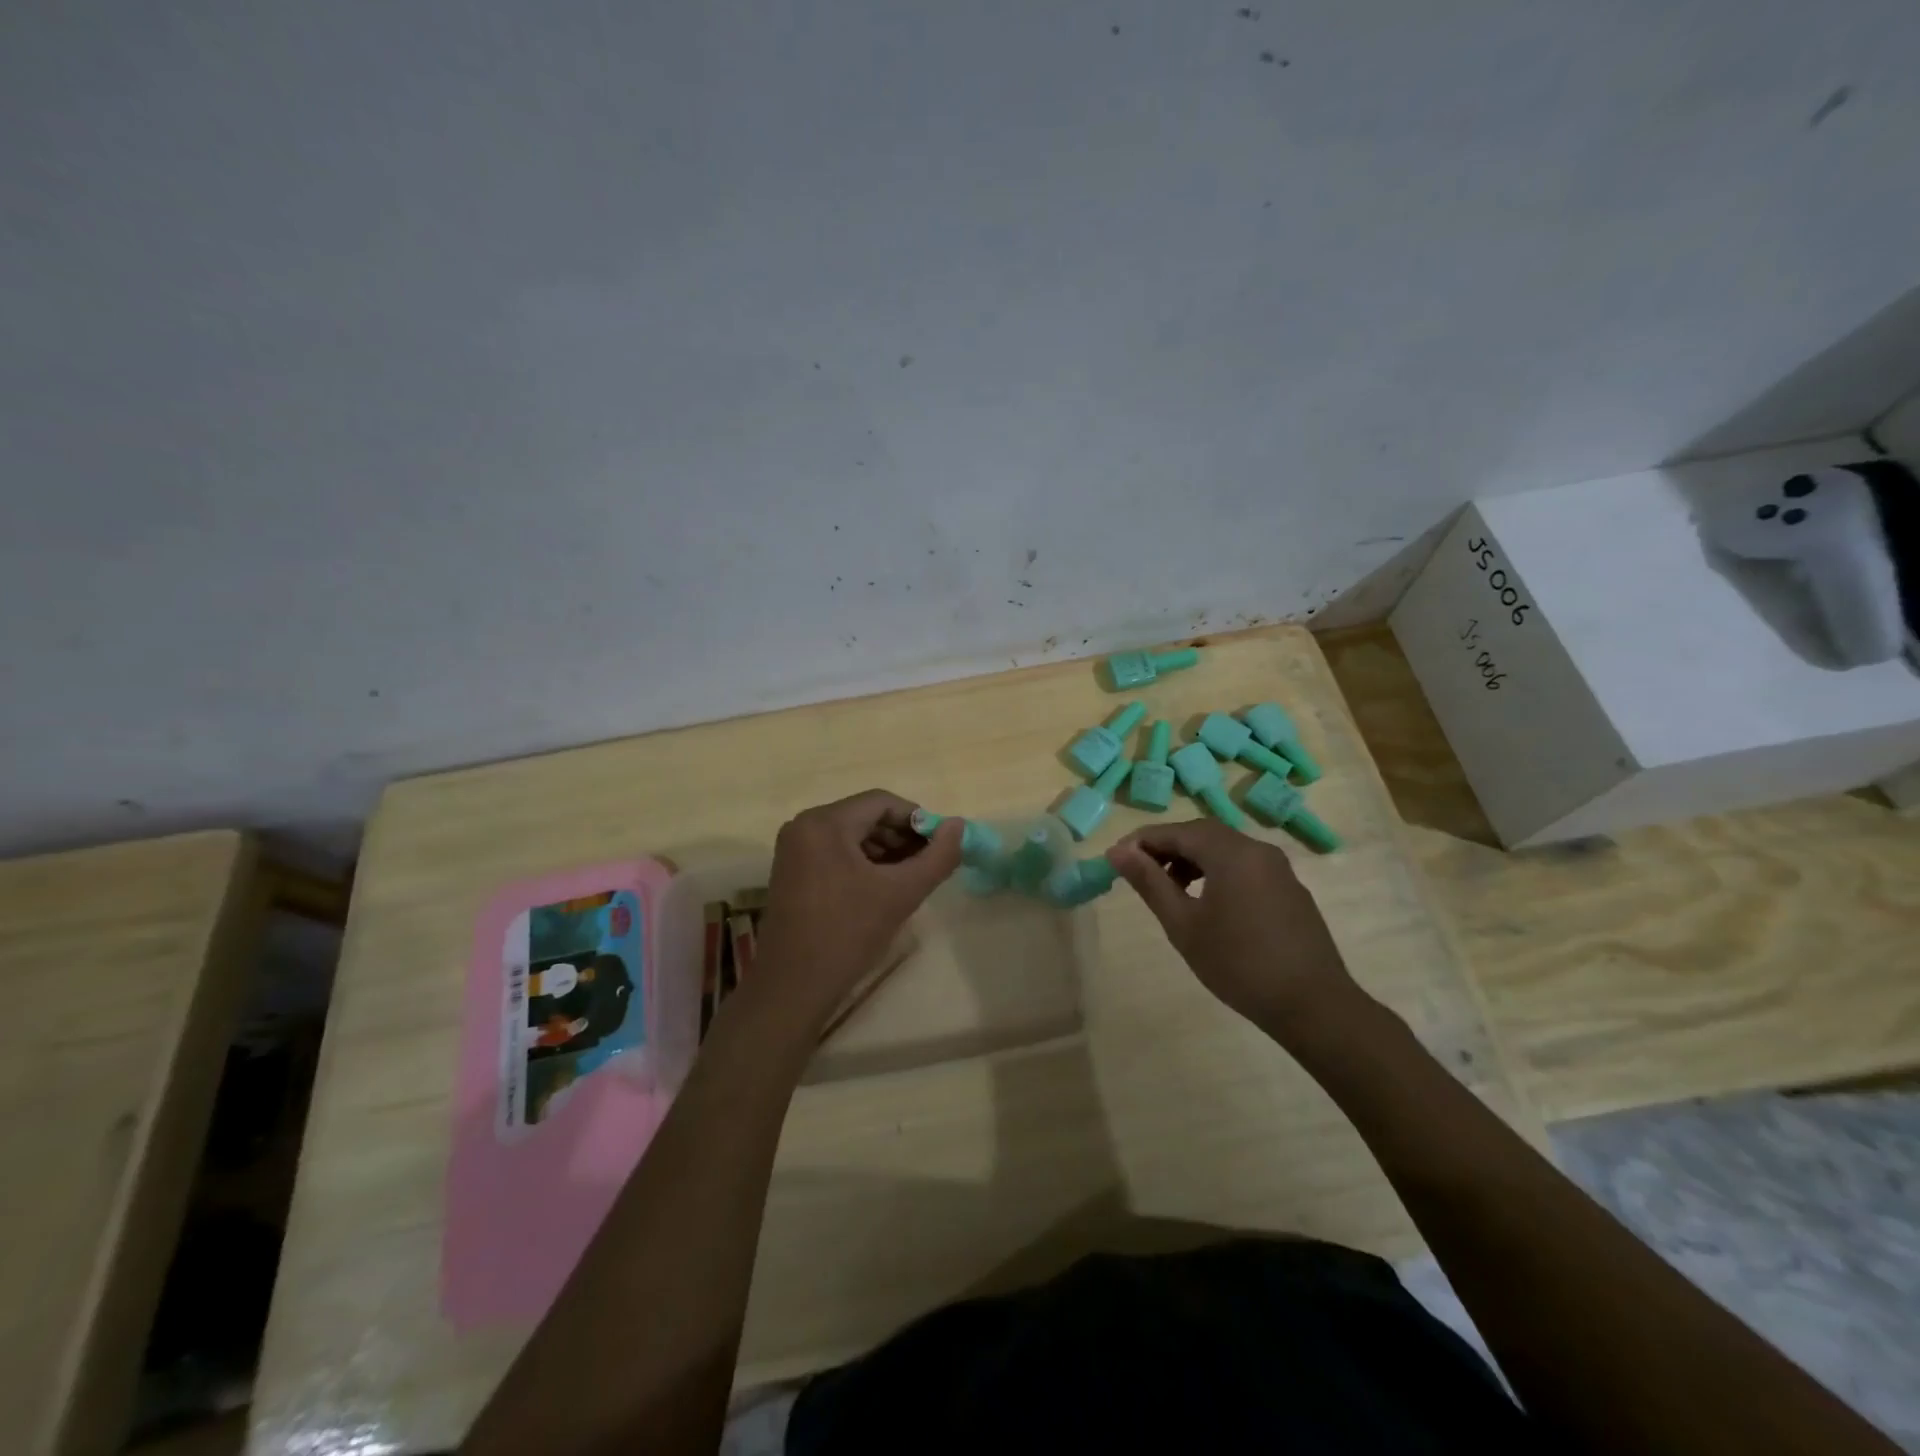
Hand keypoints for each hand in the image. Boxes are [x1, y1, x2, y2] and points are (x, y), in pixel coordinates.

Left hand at [750, 790, 962, 1028]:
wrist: (793, 987)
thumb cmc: (847, 934)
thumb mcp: (901, 893)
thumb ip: (937, 857)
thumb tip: (958, 826)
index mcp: (825, 823)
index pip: (882, 802)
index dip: (916, 819)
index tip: (939, 845)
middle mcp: (804, 826)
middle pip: (865, 817)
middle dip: (901, 837)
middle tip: (928, 863)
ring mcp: (794, 849)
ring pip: (851, 835)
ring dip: (884, 851)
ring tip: (910, 878)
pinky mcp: (791, 871)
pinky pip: (835, 852)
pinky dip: (862, 863)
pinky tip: (882, 888)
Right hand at [1107, 819, 1366, 1037]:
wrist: (1313, 1006)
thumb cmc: (1238, 964)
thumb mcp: (1183, 925)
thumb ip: (1150, 882)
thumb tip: (1117, 851)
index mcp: (1231, 852)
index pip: (1177, 831)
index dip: (1142, 841)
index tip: (1115, 859)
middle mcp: (1257, 850)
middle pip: (1202, 834)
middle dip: (1167, 848)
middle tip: (1139, 873)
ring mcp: (1279, 869)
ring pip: (1225, 849)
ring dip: (1192, 860)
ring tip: (1170, 891)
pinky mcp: (1290, 890)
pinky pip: (1245, 867)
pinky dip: (1217, 872)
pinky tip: (1208, 905)